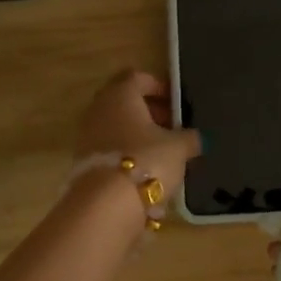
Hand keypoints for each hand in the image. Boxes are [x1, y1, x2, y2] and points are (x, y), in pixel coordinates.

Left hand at [74, 69, 201, 197]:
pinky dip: (126, 152)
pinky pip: (109, 147)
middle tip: (171, 126)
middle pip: (124, 101)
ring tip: (161, 151)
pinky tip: (145, 168)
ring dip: (137, 134)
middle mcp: (99, 109)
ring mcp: (87, 135)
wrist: (106, 203)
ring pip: (116, 125)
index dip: (158, 86)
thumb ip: (189, 138)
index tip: (176, 102)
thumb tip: (196, 138)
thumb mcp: (179, 148)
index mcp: (121, 95)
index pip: (138, 77)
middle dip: (148, 111)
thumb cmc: (147, 160)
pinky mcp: (83, 161)